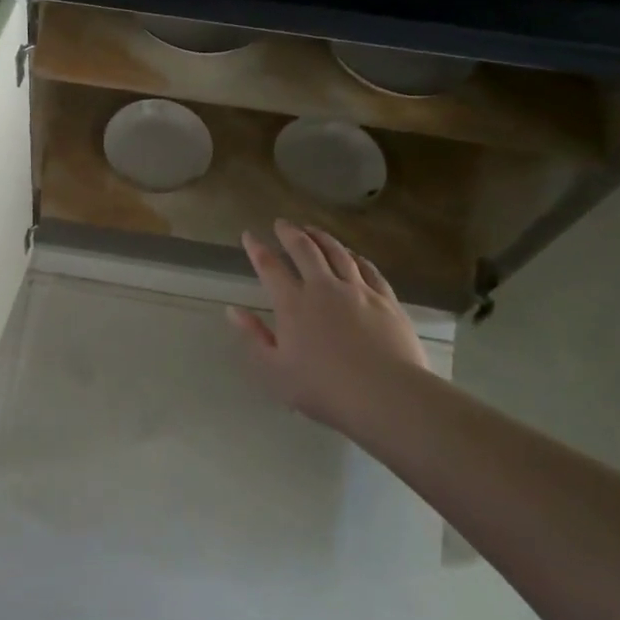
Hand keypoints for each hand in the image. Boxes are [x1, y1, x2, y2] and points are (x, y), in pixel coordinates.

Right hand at [228, 220, 429, 434]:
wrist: (387, 396)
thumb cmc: (324, 389)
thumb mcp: (275, 370)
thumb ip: (254, 337)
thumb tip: (233, 310)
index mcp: (293, 304)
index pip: (269, 267)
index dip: (257, 249)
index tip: (249, 235)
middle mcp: (323, 287)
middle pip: (304, 249)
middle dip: (290, 233)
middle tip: (282, 223)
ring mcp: (358, 290)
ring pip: (337, 253)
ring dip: (322, 237)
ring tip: (313, 229)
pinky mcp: (386, 300)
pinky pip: (368, 269)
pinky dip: (355, 257)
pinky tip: (353, 254)